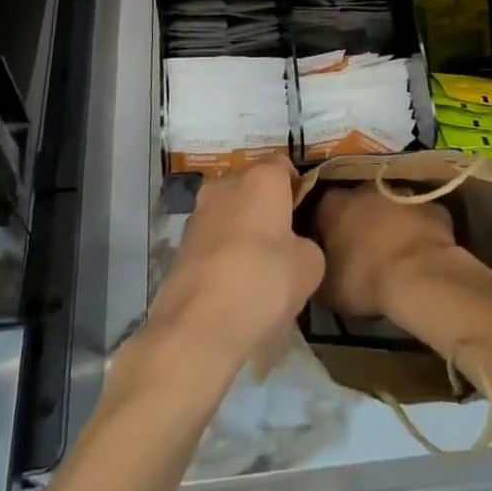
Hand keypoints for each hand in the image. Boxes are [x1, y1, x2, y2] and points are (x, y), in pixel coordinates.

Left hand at [146, 157, 323, 372]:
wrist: (198, 325)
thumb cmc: (263, 281)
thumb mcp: (310, 265)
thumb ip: (306, 244)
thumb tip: (294, 247)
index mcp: (262, 178)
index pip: (283, 165)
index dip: (296, 187)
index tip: (304, 215)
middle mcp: (226, 184)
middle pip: (252, 186)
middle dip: (266, 207)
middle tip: (282, 243)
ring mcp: (198, 212)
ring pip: (229, 211)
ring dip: (242, 229)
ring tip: (256, 268)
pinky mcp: (180, 243)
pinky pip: (212, 238)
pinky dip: (222, 252)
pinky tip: (232, 284)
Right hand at [311, 183, 461, 319]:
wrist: (420, 277)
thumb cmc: (366, 280)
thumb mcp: (327, 289)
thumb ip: (318, 271)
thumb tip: (317, 268)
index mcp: (333, 205)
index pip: (320, 212)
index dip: (324, 233)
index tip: (328, 254)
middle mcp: (364, 190)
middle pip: (356, 204)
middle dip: (358, 224)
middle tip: (362, 254)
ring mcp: (400, 193)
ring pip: (389, 207)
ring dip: (389, 224)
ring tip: (393, 256)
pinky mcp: (431, 206)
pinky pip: (419, 217)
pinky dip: (417, 231)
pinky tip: (420, 255)